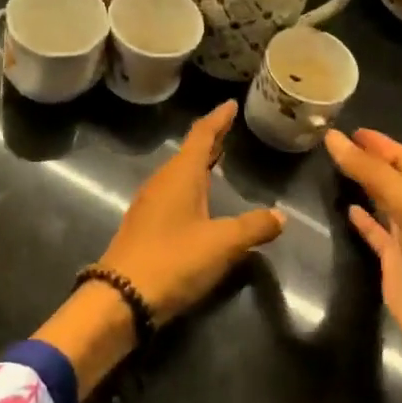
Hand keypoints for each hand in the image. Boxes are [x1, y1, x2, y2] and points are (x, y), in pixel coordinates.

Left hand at [99, 101, 284, 323]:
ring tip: (218, 161)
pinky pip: (172, 194)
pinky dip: (190, 186)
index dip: (218, 119)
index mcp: (180, 175)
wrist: (120, 298)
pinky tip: (199, 201)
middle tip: (230, 129)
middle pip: (189, 152)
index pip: (202, 135)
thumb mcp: (222, 244)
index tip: (231, 104)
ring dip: (198, 164)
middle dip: (210, 140)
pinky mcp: (144, 227)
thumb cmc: (174, 260)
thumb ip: (253, 227)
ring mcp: (149, 205)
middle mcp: (162, 182)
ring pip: (179, 174)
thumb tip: (281, 216)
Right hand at [327, 128, 401, 402]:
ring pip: (383, 202)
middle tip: (335, 144)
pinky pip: (376, 234)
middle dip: (370, 158)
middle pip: (393, 177)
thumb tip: (335, 140)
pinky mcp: (396, 267)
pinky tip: (347, 211)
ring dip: (364, 185)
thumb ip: (375, 175)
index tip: (347, 128)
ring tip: (335, 169)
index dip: (378, 142)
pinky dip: (362, 220)